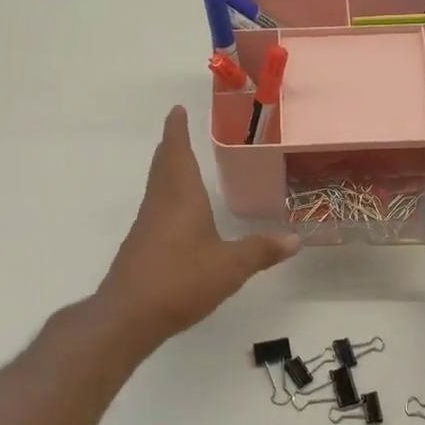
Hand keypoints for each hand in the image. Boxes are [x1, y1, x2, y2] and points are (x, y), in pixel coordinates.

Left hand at [96, 106, 298, 347]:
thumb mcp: (231, 266)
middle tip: (179, 130)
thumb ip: (261, 251)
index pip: (177, 152)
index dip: (177, 130)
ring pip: (158, 187)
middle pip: (163, 165)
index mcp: (180, 196)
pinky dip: (167, 197)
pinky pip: (156, 209)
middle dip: (172, 146)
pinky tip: (178, 214)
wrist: (129, 315)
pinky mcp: (141, 246)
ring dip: (168, 170)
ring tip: (182, 165)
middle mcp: (160, 204)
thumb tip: (294, 239)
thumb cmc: (181, 280)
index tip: (177, 110)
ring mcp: (147, 226)